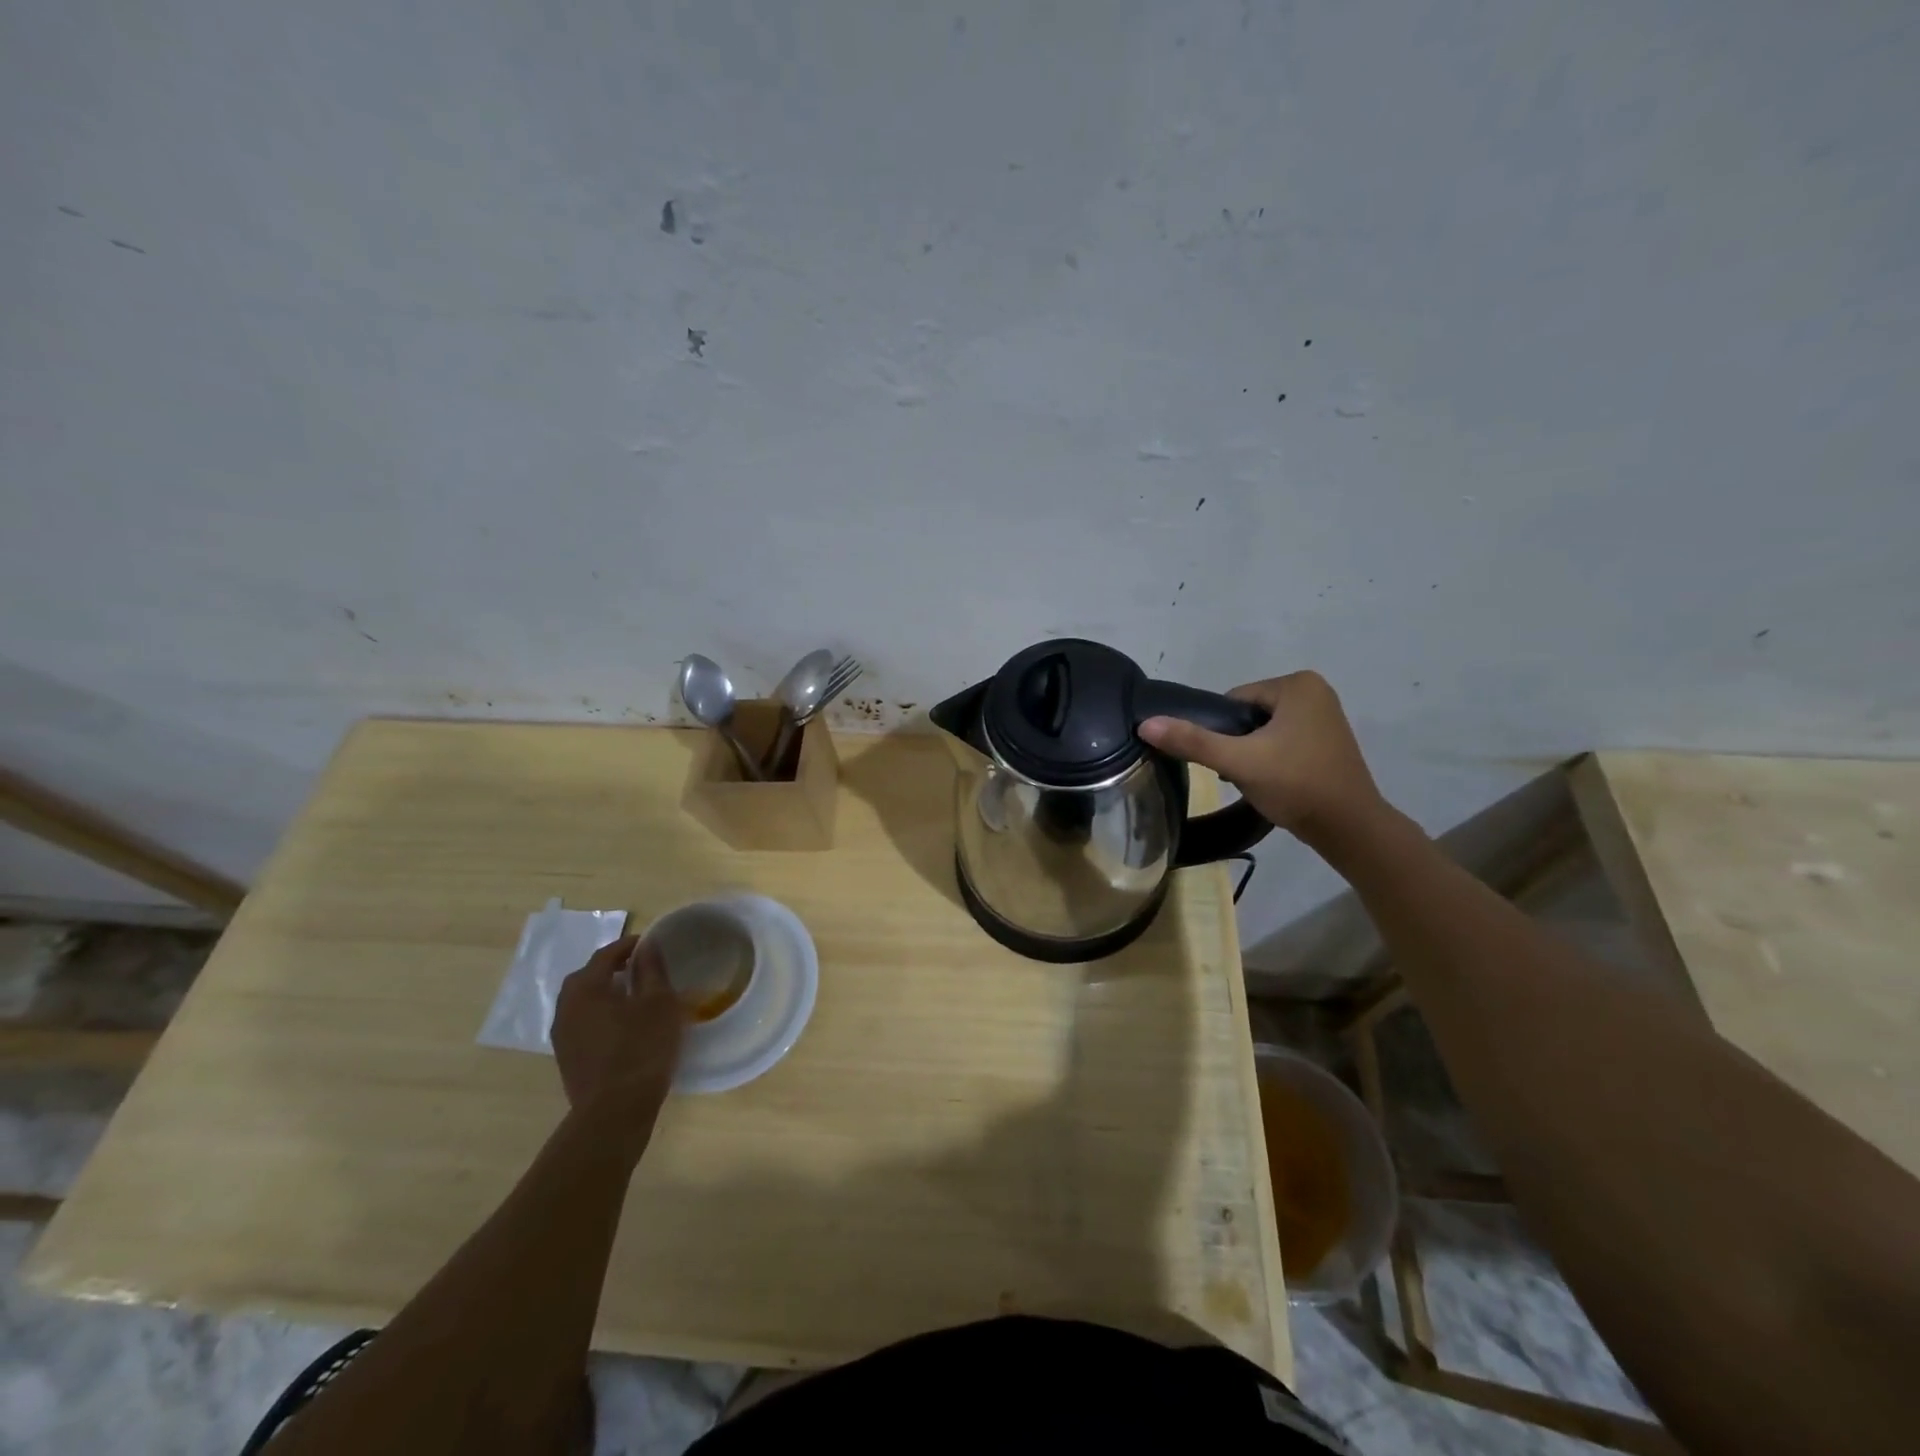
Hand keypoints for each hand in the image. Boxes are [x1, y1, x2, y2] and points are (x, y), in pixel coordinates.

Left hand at [552, 934, 685, 1134]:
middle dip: (612, 967)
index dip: (629, 945)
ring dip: (605, 992)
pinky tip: (623, 1024)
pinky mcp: (567, 1058)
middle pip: (588, 976)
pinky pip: (583, 1022)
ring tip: (634, 995)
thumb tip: (647, 947)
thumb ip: (652, 970)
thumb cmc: (641, 1048)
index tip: (651, 943)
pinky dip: (601, 1014)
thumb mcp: (659, 1003)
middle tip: (640, 966)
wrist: (614, 1112)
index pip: (606, 955)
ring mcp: (562, 1035)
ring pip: (583, 1001)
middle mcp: (566, 1007)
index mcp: (585, 987)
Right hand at [1138, 670, 1388, 847]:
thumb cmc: (1296, 785)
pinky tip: (1275, 782)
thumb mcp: (1238, 762)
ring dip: (1253, 753)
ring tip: (1258, 780)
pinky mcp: (1328, 740)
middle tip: (1241, 773)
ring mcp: (1325, 715)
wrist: (1350, 828)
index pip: (1233, 700)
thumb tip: (1145, 724)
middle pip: (1248, 714)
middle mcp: (1315, 691)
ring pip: (1264, 730)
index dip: (1221, 731)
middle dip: (1238, 743)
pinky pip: (1284, 740)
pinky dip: (1273, 759)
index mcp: (1297, 684)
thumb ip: (1192, 741)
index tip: (1228, 760)